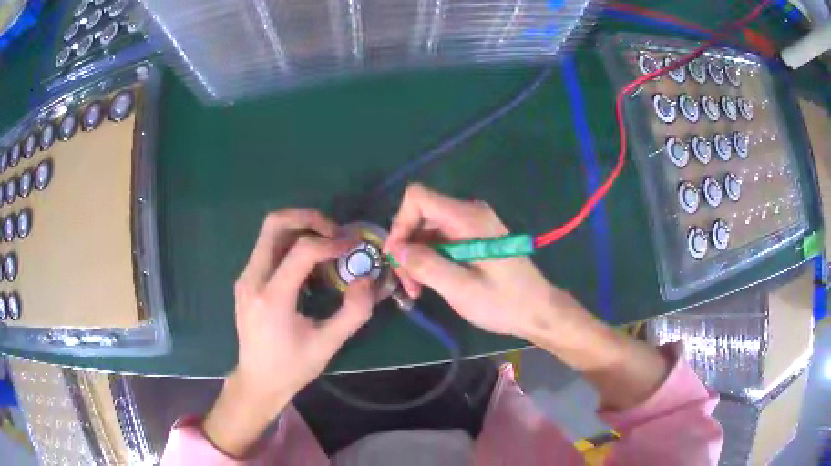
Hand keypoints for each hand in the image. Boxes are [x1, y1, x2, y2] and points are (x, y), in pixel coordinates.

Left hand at [203, 209, 372, 456]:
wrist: (257, 381)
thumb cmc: (292, 367)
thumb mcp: (328, 345)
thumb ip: (354, 311)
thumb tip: (367, 278)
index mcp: (272, 298)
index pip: (301, 250)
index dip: (331, 242)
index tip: (353, 246)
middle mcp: (252, 279)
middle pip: (275, 224)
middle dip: (309, 218)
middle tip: (335, 232)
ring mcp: (245, 277)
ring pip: (270, 232)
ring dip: (300, 228)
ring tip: (326, 245)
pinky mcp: (246, 280)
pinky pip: (268, 247)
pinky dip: (291, 243)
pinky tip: (309, 264)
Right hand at [385, 184, 584, 342]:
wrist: (538, 310)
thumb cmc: (504, 302)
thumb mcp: (462, 289)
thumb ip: (426, 265)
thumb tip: (396, 249)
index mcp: (468, 218)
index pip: (418, 197)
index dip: (400, 223)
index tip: (397, 257)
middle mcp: (469, 213)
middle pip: (420, 215)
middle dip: (406, 246)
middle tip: (407, 283)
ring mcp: (472, 225)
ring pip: (427, 229)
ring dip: (415, 257)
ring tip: (416, 289)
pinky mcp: (473, 238)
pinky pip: (440, 240)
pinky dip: (429, 259)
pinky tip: (428, 283)